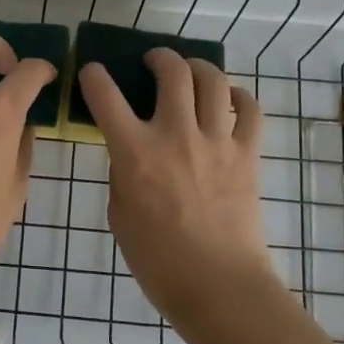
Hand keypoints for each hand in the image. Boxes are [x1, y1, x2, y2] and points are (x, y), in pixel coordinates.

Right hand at [77, 50, 276, 323]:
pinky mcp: (247, 154)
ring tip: (190, 70)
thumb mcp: (120, 213)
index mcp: (135, 152)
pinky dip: (240, 97)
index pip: (105, 95)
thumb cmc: (157, 260)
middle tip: (153, 62)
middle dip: (159, 57)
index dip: (94, 76)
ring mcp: (216, 141)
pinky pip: (250, 111)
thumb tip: (131, 151)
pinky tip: (230, 100)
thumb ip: (123, 172)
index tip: (93, 72)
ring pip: (212, 80)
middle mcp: (176, 134)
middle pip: (172, 72)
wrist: (218, 286)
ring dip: (198, 66)